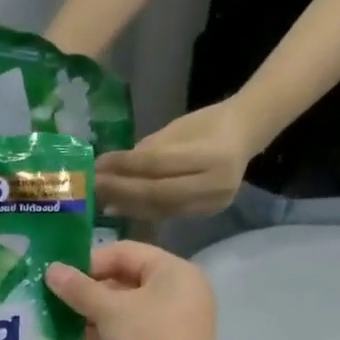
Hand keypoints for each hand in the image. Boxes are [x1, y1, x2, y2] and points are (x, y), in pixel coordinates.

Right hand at [44, 242, 227, 339]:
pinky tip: (79, 338)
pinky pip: (129, 332)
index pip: (125, 252)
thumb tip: (51, 269)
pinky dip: (106, 333)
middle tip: (56, 298)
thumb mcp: (109, 310)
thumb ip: (79, 289)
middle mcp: (177, 292)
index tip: (60, 277)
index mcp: (173, 271)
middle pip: (125, 279)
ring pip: (125, 309)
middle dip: (90, 289)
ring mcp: (171, 323)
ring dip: (95, 313)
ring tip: (62, 317)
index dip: (91, 261)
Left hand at [95, 101, 257, 219]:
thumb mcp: (176, 130)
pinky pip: (168, 214)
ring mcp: (214, 203)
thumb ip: (145, 151)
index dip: (124, 166)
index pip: (158, 163)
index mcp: (212, 154)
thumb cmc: (207, 124)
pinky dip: (141, 211)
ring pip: (161, 208)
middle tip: (93, 188)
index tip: (97, 166)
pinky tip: (120, 208)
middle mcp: (216, 184)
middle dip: (121, 191)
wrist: (246, 135)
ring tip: (100, 200)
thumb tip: (106, 167)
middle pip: (158, 193)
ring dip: (126, 205)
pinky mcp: (208, 214)